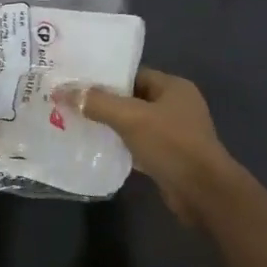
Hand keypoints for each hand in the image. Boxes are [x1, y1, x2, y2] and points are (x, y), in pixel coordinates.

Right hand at [66, 68, 239, 226]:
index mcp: (174, 87)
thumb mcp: (130, 118)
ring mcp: (175, 133)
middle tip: (72, 105)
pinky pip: (139, 145)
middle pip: (133, 99)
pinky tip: (98, 149)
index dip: (106, 78)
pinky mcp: (170, 157)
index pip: (134, 74)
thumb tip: (63, 91)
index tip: (78, 84)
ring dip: (112, 126)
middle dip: (105, 103)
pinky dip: (121, 146)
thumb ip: (97, 103)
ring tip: (79, 125)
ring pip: (135, 124)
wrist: (203, 192)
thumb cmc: (171, 144)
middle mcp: (177, 106)